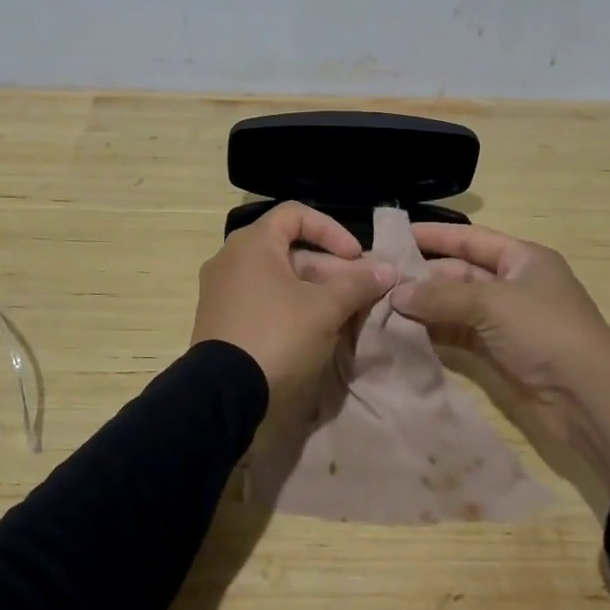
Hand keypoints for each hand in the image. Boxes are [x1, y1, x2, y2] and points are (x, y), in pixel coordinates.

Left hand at [192, 202, 395, 404]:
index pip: (296, 214)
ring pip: (278, 279)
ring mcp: (221, 291)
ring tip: (345, 313)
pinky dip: (291, 307)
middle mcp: (231, 259)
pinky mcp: (221, 321)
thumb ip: (357, 284)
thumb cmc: (277, 335)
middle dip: (331, 268)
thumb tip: (388, 269)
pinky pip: (262, 301)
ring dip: (315, 290)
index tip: (356, 257)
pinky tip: (316, 332)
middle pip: (289, 250)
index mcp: (252, 243)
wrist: (223, 395)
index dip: (331, 230)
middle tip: (360, 292)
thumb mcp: (325, 308)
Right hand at [392, 223, 609, 490]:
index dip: (434, 235)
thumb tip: (395, 294)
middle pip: (459, 273)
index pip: (470, 238)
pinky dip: (434, 333)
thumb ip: (441, 296)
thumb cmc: (545, 331)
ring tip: (381, 306)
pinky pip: (459, 335)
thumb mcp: (492, 303)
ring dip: (424, 307)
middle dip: (422, 276)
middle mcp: (513, 285)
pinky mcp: (499, 354)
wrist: (590, 399)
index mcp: (523, 259)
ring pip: (456, 306)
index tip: (395, 234)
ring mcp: (506, 322)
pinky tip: (403, 333)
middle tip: (379, 279)